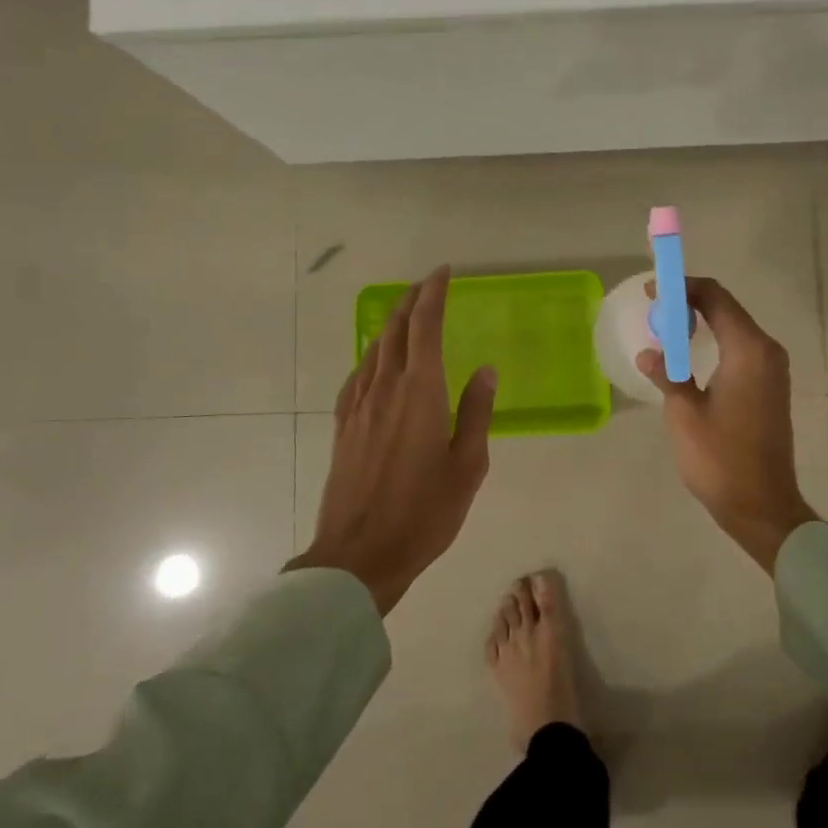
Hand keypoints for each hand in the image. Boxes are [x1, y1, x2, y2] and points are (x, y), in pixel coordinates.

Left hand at [286, 267, 495, 614]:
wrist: (359, 554)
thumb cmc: (425, 512)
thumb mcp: (468, 465)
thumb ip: (477, 412)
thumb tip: (485, 370)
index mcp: (420, 393)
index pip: (425, 327)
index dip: (433, 294)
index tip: (443, 273)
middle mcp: (385, 389)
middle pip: (395, 330)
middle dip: (412, 301)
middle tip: (428, 285)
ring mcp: (358, 407)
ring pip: (374, 350)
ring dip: (391, 325)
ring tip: (407, 315)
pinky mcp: (343, 426)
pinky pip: (358, 375)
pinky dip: (372, 356)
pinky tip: (376, 363)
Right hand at [637, 277, 816, 573]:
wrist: (761, 505)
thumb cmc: (720, 458)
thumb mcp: (683, 413)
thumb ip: (667, 374)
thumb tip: (650, 352)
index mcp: (748, 350)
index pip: (715, 297)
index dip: (682, 287)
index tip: (652, 291)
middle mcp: (766, 351)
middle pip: (726, 308)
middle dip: (689, 303)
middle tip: (654, 311)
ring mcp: (772, 370)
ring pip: (734, 329)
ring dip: (701, 323)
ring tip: (665, 331)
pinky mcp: (770, 388)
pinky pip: (740, 349)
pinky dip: (714, 342)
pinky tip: (688, 357)